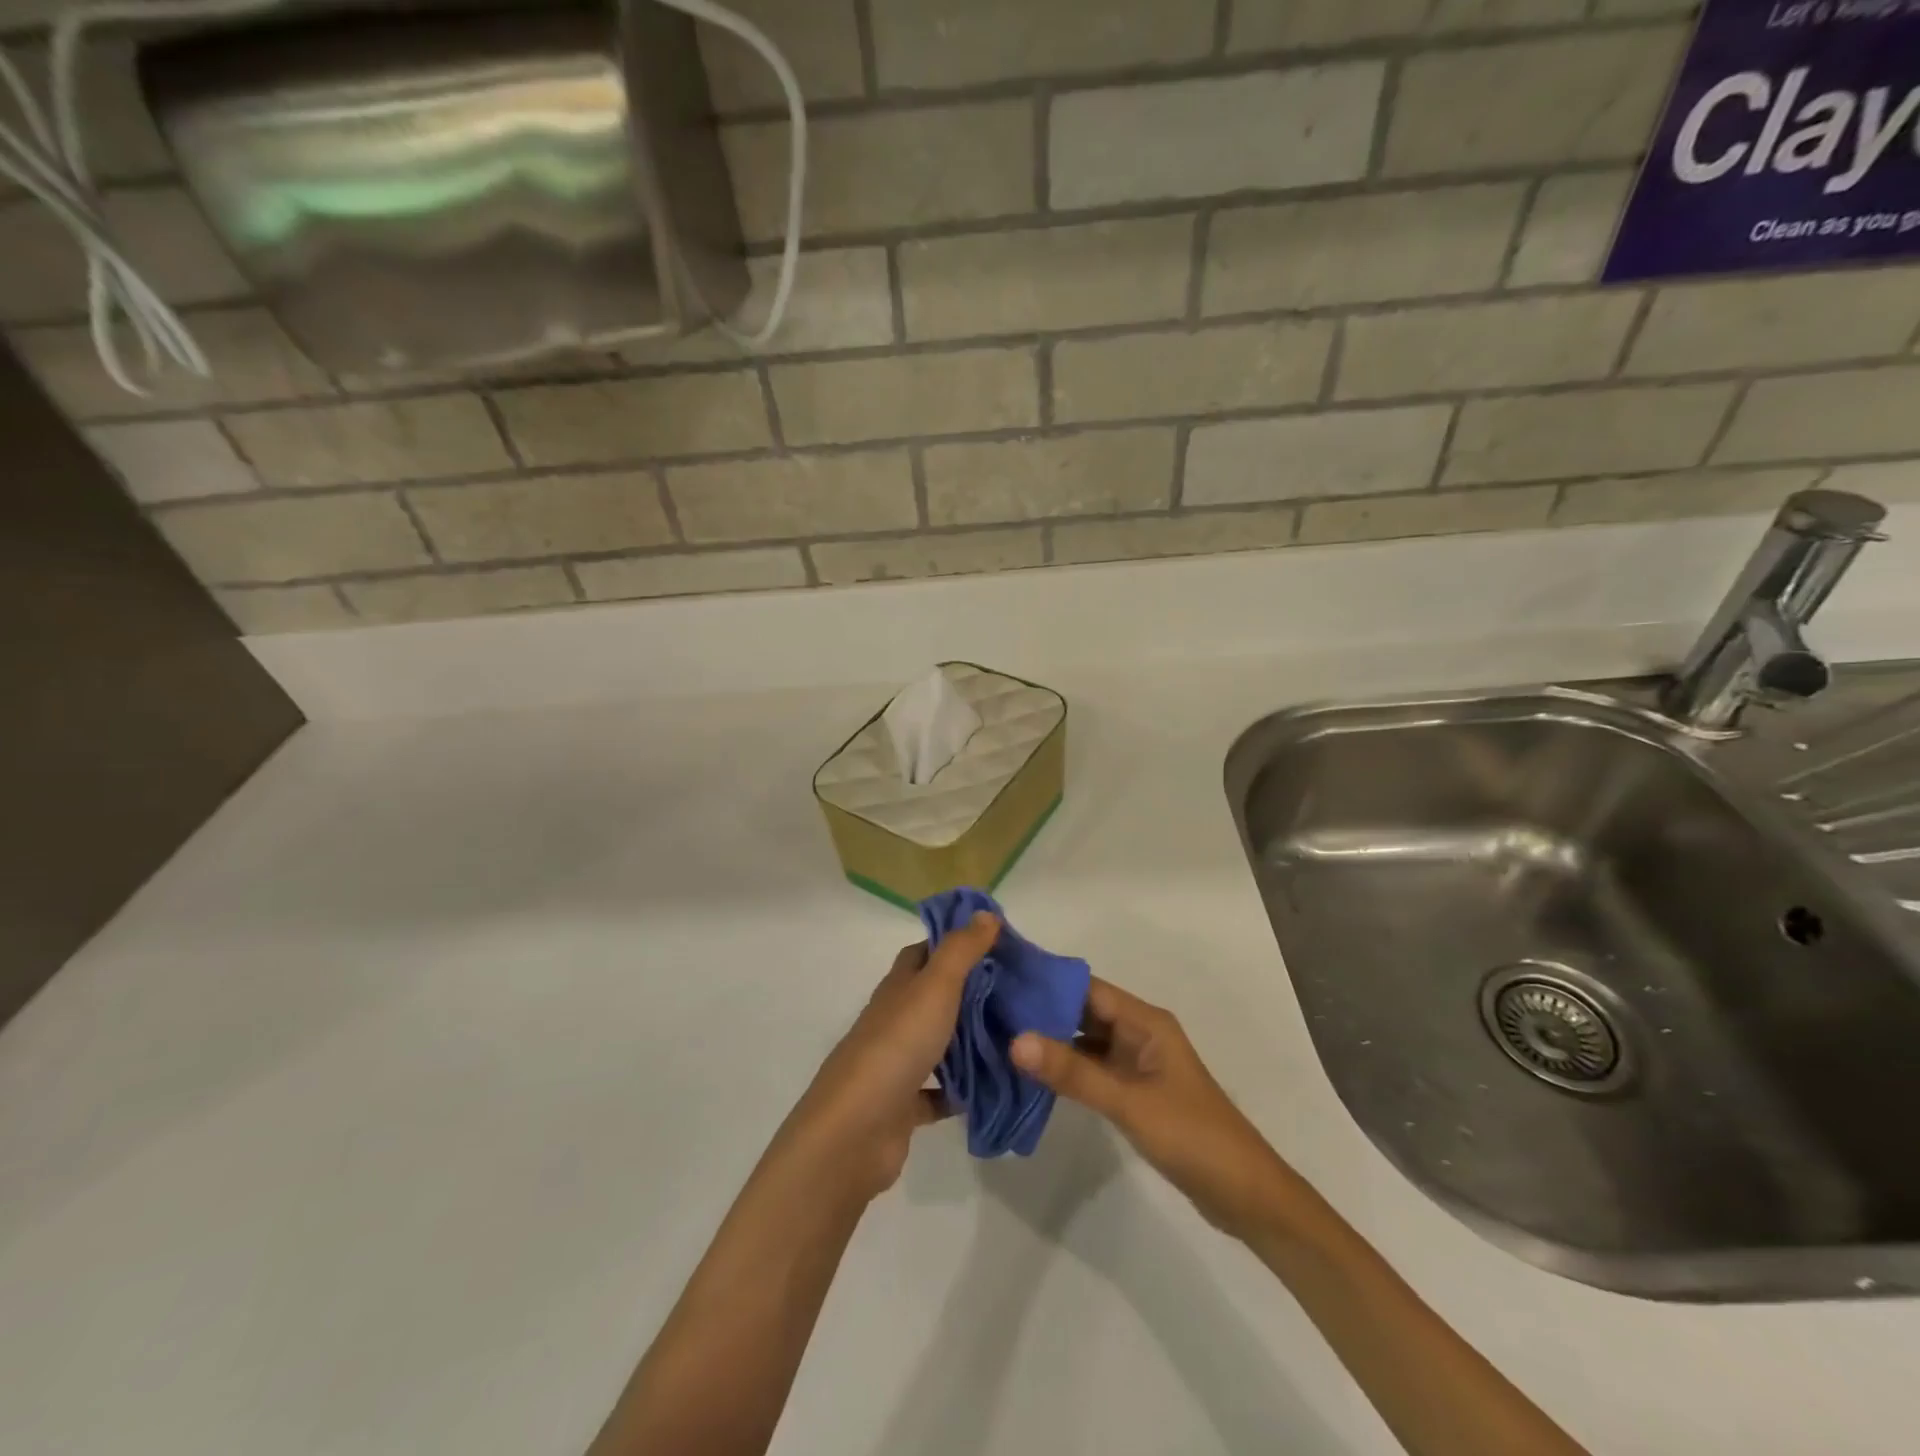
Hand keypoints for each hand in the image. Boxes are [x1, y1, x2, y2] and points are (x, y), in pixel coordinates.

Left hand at [785, 911, 999, 1199]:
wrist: (855, 1130)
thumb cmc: (897, 1046)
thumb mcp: (935, 987)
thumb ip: (962, 950)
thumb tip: (985, 913)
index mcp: (899, 987)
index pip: (924, 953)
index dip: (955, 943)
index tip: (996, 944)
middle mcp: (895, 1020)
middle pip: (934, 997)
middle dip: (972, 992)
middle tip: (1019, 992)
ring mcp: (897, 1064)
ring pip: (939, 1043)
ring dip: (970, 1041)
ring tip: (1015, 1036)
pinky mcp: (904, 1106)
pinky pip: (940, 1093)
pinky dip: (963, 1090)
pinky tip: (994, 1087)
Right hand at [1011, 978, 1287, 1238]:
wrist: (1246, 1196)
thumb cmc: (1192, 1136)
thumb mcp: (1128, 1103)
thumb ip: (1073, 1073)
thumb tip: (1015, 1040)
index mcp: (1146, 1022)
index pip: (1087, 988)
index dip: (1047, 982)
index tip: (1002, 980)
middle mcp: (1140, 1034)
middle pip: (1083, 1012)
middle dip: (1042, 1012)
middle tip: (990, 1010)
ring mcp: (1137, 1064)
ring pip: (1085, 1042)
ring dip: (1051, 1042)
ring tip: (1000, 1038)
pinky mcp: (1134, 1092)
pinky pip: (1092, 1070)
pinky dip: (1065, 1070)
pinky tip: (1032, 1075)